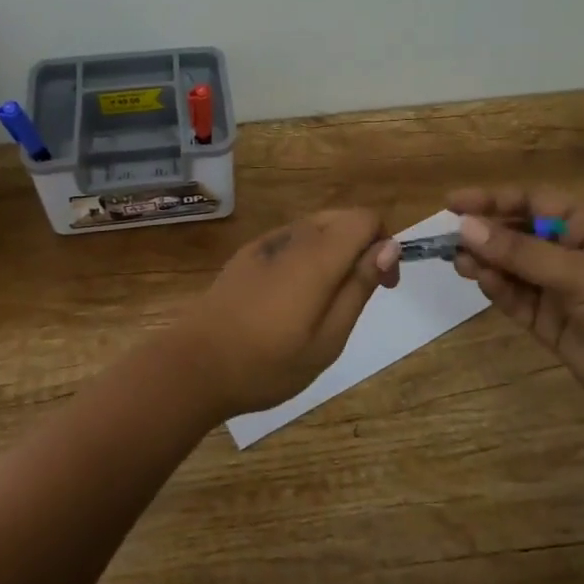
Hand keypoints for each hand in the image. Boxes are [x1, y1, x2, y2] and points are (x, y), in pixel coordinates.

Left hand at [174, 209, 399, 420]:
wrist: (194, 366)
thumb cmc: (268, 363)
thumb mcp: (328, 339)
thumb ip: (359, 287)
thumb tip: (389, 247)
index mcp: (317, 256)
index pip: (365, 218)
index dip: (384, 244)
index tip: (384, 285)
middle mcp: (292, 237)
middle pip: (341, 218)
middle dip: (362, 245)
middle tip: (360, 294)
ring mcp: (265, 243)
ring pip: (315, 228)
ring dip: (334, 250)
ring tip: (327, 301)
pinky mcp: (246, 255)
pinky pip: (290, 241)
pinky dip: (307, 256)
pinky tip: (294, 297)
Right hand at [447, 187, 583, 425]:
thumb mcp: (580, 272)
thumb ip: (521, 252)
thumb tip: (465, 227)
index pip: (533, 202)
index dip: (492, 199)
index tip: (451, 202)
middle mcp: (573, 251)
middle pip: (519, 233)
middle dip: (485, 233)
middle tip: (447, 238)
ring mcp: (562, 288)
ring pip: (514, 267)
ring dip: (487, 262)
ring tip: (458, 261)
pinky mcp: (553, 322)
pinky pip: (518, 298)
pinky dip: (499, 289)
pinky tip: (482, 281)